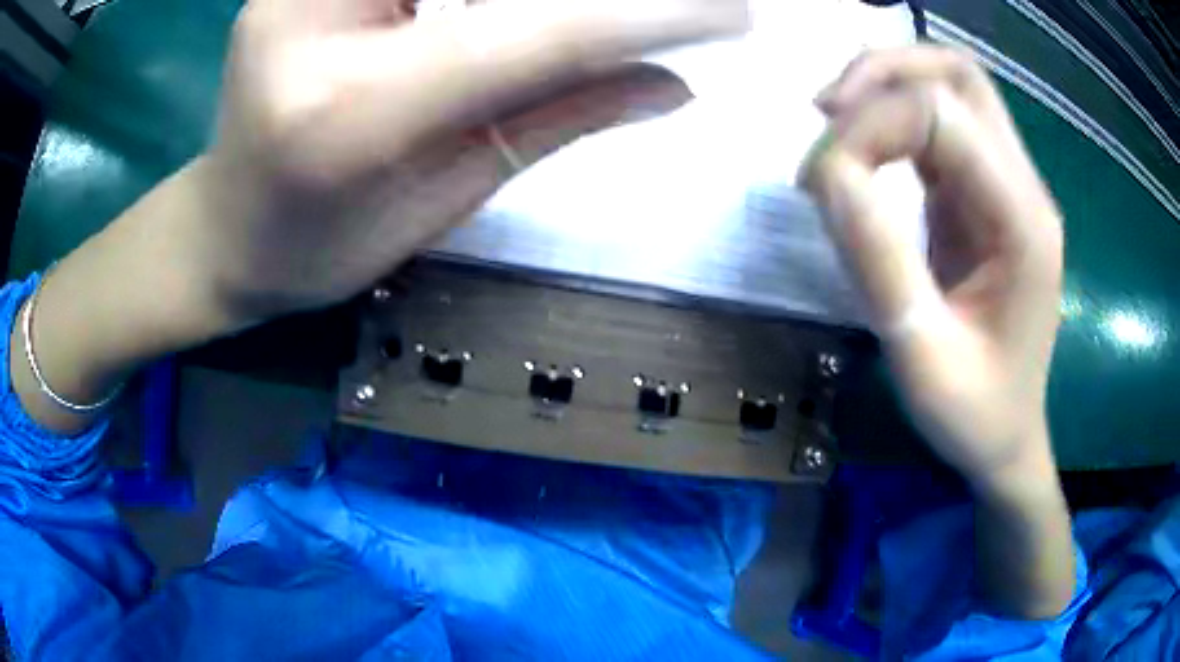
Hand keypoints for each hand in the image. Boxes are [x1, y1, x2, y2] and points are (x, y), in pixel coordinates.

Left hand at [12, 0, 745, 434]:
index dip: (653, 15)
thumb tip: (673, 85)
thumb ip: (554, 118)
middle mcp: (315, 21)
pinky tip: (490, 16)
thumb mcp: (442, 197)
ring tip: (603, 17)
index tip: (736, 14)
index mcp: (354, 110)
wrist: (226, 230)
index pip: (538, 34)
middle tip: (692, 5)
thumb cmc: (323, 245)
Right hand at [800, 47, 1063, 489]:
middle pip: (957, 73)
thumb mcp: (922, 358)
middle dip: (883, 74)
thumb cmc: (975, 414)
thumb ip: (879, 262)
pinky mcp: (985, 194)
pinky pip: (942, 123)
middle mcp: (1023, 186)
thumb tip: (827, 172)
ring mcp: (1007, 185)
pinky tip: (863, 149)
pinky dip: (894, 116)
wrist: (1008, 438)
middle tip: (825, 115)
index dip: (870, 127)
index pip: (941, 114)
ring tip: (835, 125)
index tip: (820, 181)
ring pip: (950, 85)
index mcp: (1023, 222)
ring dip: (887, 86)